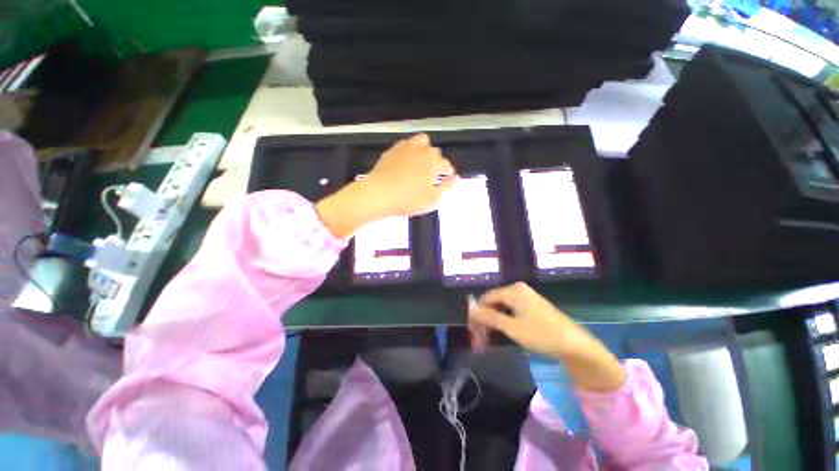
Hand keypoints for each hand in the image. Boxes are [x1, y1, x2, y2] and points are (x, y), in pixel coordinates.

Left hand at [316, 134, 456, 237]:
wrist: (378, 194)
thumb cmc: (408, 199)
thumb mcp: (433, 199)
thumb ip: (447, 187)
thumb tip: (454, 177)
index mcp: (433, 162)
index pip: (446, 163)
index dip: (447, 171)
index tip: (446, 178)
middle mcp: (421, 150)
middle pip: (434, 151)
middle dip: (437, 161)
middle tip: (433, 174)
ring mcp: (405, 148)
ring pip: (421, 141)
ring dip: (424, 150)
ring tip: (421, 163)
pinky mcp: (392, 150)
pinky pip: (405, 144)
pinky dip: (410, 150)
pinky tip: (406, 161)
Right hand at [468, 282, 625, 391]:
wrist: (576, 345)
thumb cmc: (542, 334)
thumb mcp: (512, 328)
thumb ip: (490, 317)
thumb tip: (471, 310)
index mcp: (513, 290)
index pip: (486, 299)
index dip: (477, 315)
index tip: (473, 332)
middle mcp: (518, 290)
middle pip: (493, 303)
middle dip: (485, 320)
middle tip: (480, 340)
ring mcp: (526, 298)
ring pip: (501, 308)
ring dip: (493, 323)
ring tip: (488, 340)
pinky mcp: (532, 307)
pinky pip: (511, 311)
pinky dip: (504, 322)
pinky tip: (501, 333)